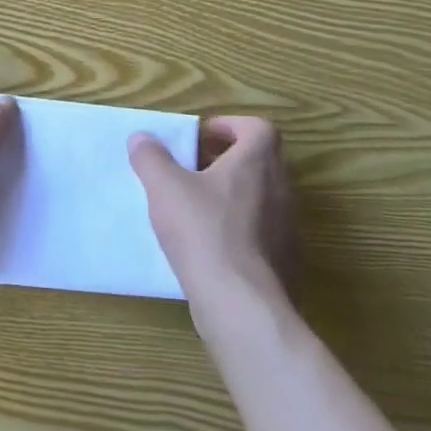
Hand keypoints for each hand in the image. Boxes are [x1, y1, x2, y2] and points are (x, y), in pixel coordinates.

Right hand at [129, 116, 293, 305]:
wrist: (241, 305)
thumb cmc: (204, 232)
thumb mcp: (165, 188)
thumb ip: (151, 158)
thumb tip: (141, 137)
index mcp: (257, 162)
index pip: (259, 128)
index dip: (231, 125)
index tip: (203, 136)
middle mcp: (281, 189)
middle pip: (262, 160)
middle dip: (229, 158)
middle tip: (195, 167)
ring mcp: (289, 228)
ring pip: (263, 197)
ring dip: (235, 193)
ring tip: (199, 206)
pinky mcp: (287, 261)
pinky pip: (264, 231)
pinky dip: (242, 228)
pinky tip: (212, 245)